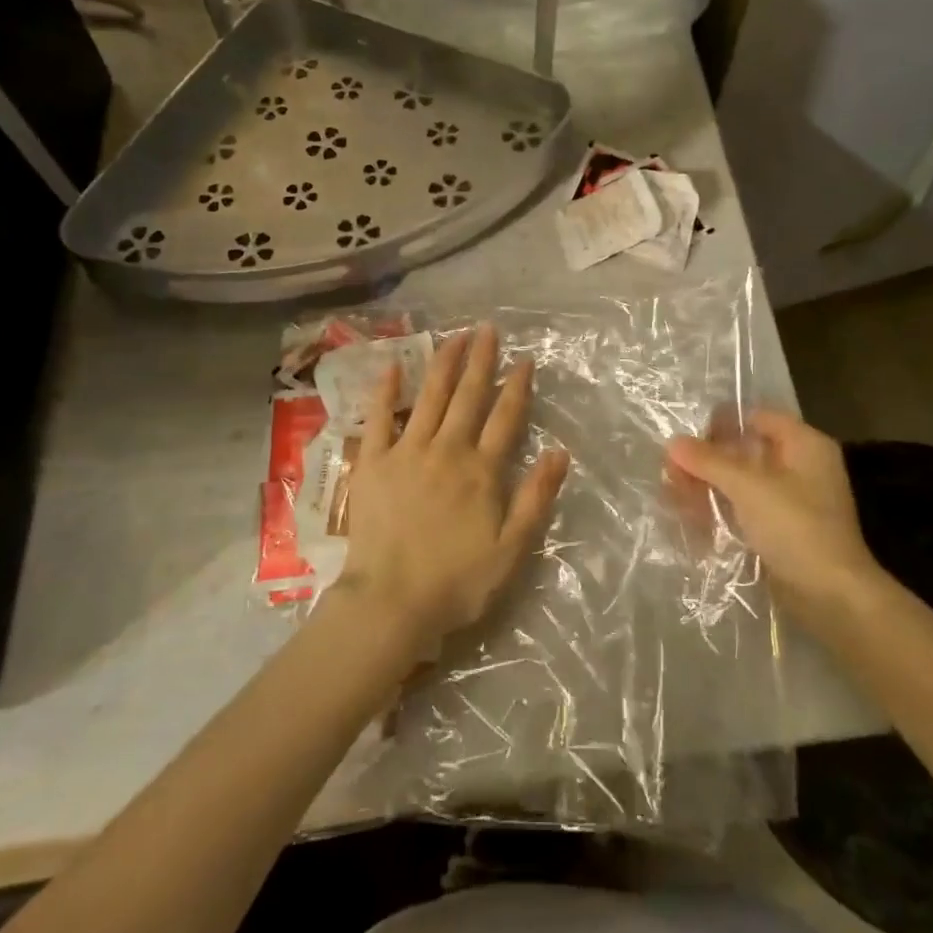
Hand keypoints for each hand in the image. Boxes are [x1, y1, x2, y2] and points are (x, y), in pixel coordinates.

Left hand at [336, 324, 569, 652]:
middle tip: (487, 329)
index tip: (524, 360)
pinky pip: (379, 419)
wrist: (391, 602)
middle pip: (468, 397)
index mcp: (482, 471)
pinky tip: (392, 367)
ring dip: (443, 364)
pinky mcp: (373, 463)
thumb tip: (560, 452)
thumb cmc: (457, 582)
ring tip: (454, 336)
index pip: (505, 418)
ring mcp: (407, 452)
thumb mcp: (512, 548)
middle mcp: (447, 450)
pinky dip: (386, 392)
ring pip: (429, 398)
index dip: (517, 386)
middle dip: (480, 361)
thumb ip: (536, 497)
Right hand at [667, 411, 878, 633]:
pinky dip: (720, 509)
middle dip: (708, 459)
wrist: (832, 596)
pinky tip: (690, 516)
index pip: (758, 418)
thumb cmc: (796, 528)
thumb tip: (673, 441)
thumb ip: (709, 461)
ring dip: (709, 486)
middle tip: (671, 469)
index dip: (722, 422)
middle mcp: (801, 467)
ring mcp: (792, 501)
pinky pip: (745, 509)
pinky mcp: (782, 530)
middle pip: (746, 451)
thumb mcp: (748, 487)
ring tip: (673, 493)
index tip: (686, 434)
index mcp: (805, 445)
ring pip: (742, 482)